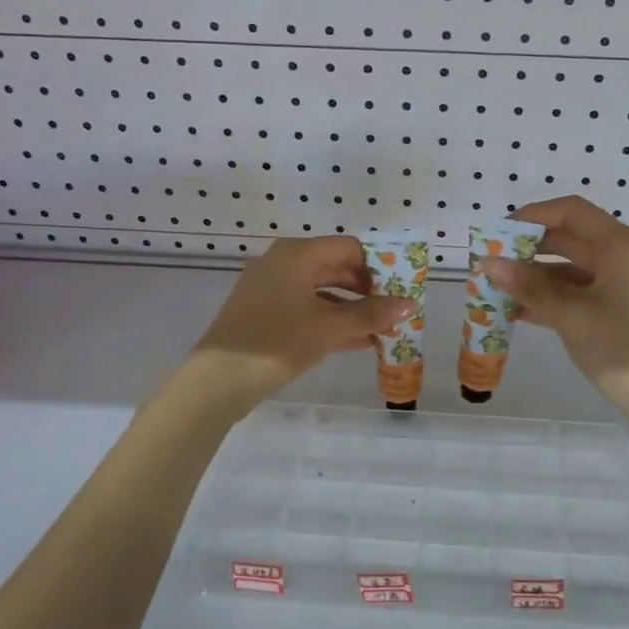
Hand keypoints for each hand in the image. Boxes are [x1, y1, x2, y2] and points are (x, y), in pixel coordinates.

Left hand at [190, 236, 413, 410]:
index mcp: (297, 255)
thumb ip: (371, 315)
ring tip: (381, 331)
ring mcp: (270, 288)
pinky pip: (305, 308)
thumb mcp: (329, 328)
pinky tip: (356, 341)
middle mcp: (282, 263)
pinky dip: (329, 320)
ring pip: (321, 291)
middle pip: (335, 268)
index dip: (378, 267)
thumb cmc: (277, 343)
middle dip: (367, 291)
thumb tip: (410, 305)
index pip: (349, 248)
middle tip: (393, 312)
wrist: (218, 380)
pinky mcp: (263, 312)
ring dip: (351, 309)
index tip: (398, 291)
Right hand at [485, 196, 628, 419]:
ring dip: (535, 277)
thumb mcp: (570, 315)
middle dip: (528, 249)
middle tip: (490, 263)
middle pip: (570, 238)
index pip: (570, 212)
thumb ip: (529, 286)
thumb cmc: (622, 347)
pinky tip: (517, 311)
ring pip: (571, 268)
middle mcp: (623, 256)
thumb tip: (489, 263)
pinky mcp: (619, 309)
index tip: (498, 234)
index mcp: (620, 245)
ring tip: (496, 288)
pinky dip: (551, 297)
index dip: (532, 217)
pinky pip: (579, 292)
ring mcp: (622, 283)